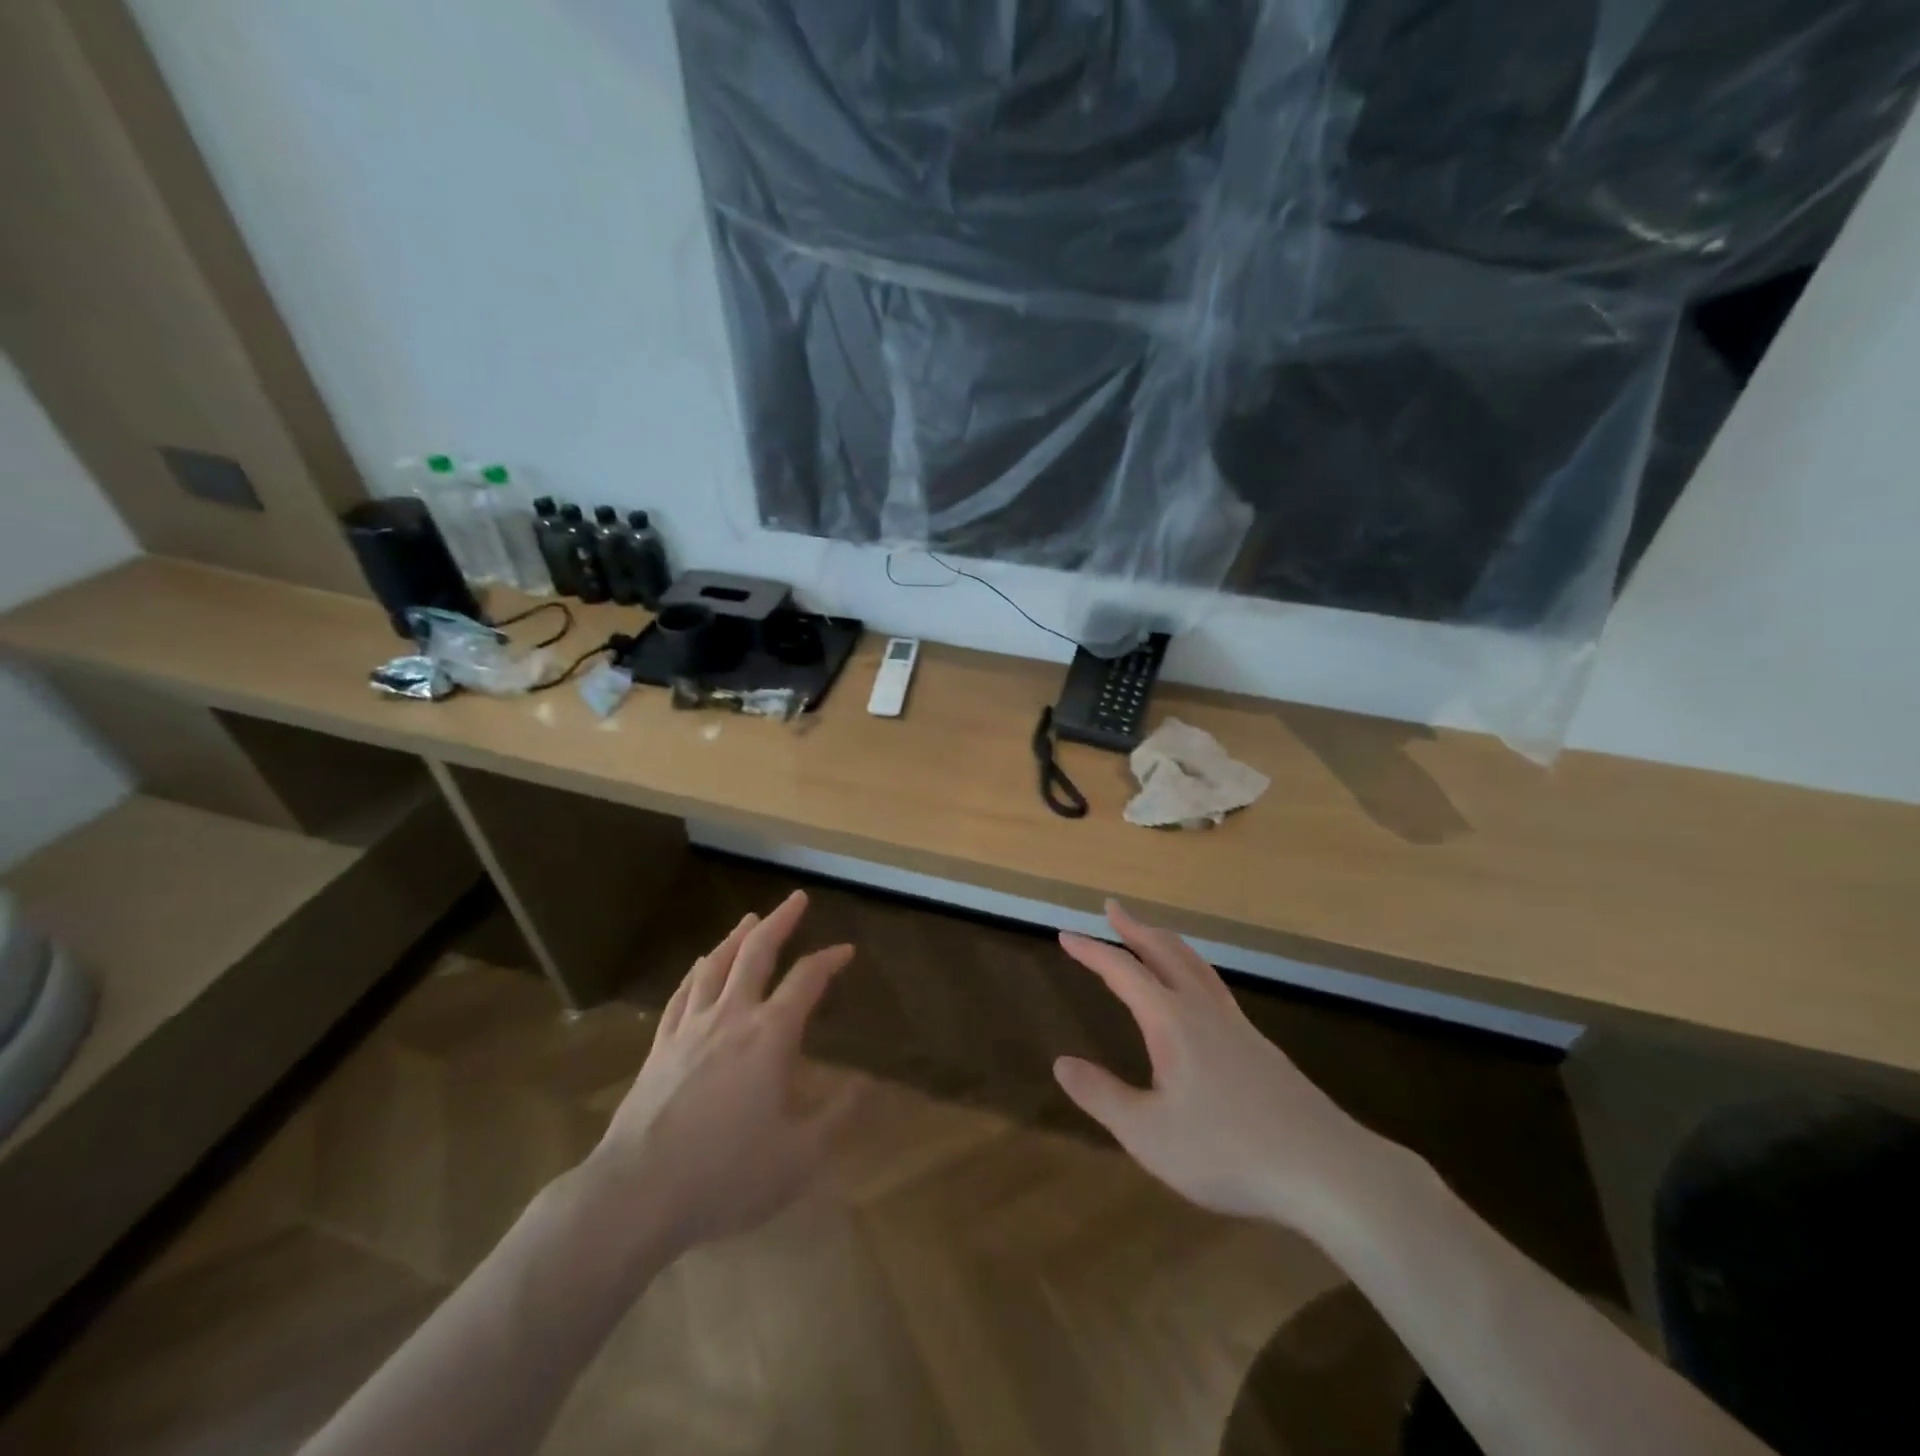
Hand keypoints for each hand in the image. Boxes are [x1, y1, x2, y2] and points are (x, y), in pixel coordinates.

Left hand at [585, 890, 856, 1252]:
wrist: (637, 1193)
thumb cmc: (726, 1174)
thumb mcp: (799, 1156)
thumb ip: (837, 1115)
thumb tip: (868, 1084)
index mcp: (770, 1035)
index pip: (806, 980)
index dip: (829, 959)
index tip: (846, 949)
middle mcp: (731, 1017)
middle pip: (756, 953)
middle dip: (780, 921)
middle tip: (796, 899)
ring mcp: (689, 1029)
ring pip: (714, 965)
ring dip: (736, 937)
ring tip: (749, 920)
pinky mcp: (659, 1048)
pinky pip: (681, 995)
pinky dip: (695, 972)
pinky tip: (699, 966)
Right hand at [1054, 902, 1404, 1237]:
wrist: (1325, 1169)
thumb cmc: (1227, 1151)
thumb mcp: (1148, 1134)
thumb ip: (1102, 1096)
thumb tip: (1061, 1063)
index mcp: (1172, 1021)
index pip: (1123, 971)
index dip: (1091, 951)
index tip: (1066, 934)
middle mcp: (1203, 1010)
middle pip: (1165, 951)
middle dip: (1135, 927)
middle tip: (1113, 908)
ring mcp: (1237, 1025)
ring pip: (1195, 965)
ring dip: (1166, 943)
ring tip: (1150, 935)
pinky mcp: (1260, 1046)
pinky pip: (1214, 986)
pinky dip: (1191, 968)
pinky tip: (1196, 993)